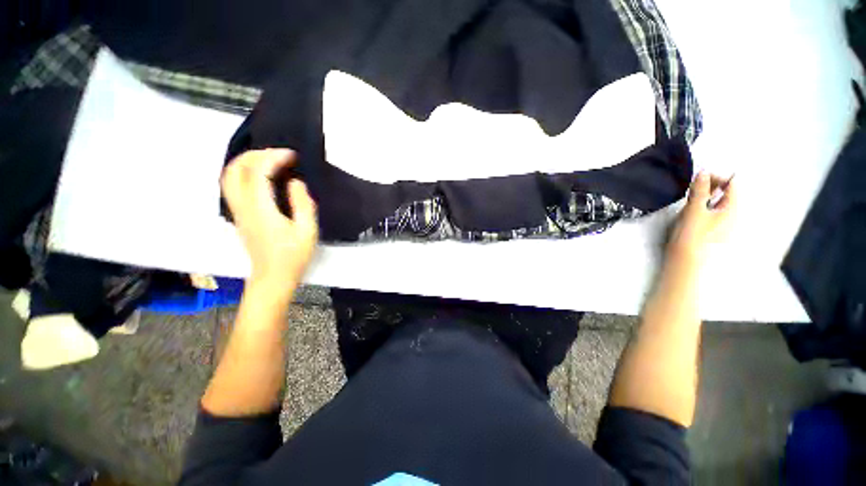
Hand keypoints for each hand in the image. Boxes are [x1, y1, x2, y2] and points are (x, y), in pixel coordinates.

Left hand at [221, 149, 318, 292]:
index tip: (293, 156)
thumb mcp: (307, 230)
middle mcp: (243, 206)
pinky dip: (243, 172)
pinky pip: (233, 185)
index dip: (274, 157)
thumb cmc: (294, 256)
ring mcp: (238, 211)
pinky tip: (260, 175)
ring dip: (246, 161)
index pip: (258, 171)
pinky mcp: (239, 215)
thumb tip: (295, 182)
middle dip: (257, 154)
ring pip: (229, 176)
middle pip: (236, 169)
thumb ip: (303, 203)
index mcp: (261, 209)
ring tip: (269, 159)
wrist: (273, 277)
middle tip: (280, 154)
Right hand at [667, 171, 736, 263]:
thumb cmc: (691, 235)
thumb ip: (700, 190)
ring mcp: (723, 223)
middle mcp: (731, 215)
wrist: (685, 260)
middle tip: (692, 187)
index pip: (731, 184)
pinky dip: (702, 206)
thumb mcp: (694, 210)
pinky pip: (711, 212)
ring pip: (717, 202)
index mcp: (732, 208)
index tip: (698, 178)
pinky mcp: (712, 230)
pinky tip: (690, 212)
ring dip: (705, 196)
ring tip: (689, 199)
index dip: (717, 177)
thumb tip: (703, 172)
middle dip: (710, 186)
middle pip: (726, 193)